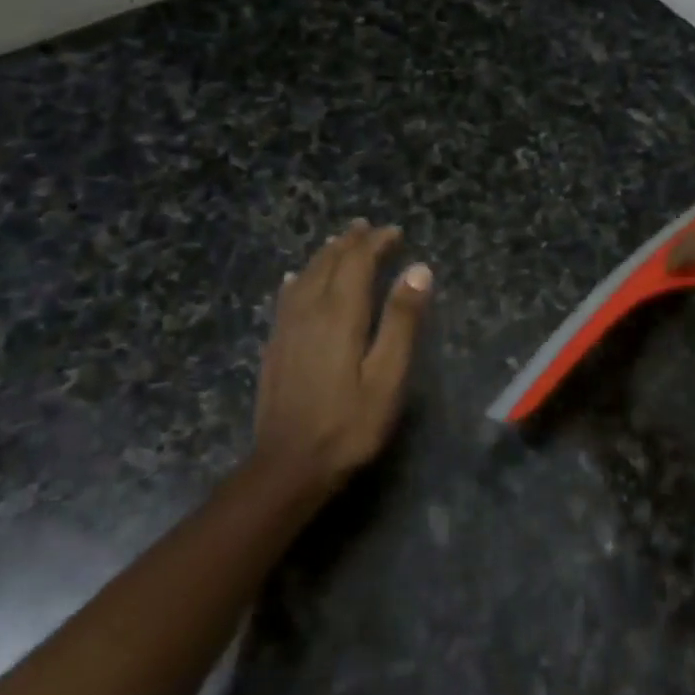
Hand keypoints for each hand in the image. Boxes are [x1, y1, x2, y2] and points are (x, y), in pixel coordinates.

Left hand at [251, 220, 432, 492]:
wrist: (290, 466)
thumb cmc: (350, 424)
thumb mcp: (388, 376)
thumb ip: (402, 321)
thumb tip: (418, 269)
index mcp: (341, 315)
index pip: (357, 263)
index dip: (375, 243)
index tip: (395, 231)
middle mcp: (310, 312)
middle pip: (329, 264)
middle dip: (350, 243)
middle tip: (367, 228)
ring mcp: (287, 329)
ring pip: (305, 277)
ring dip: (324, 256)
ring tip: (338, 242)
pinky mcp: (275, 347)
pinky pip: (286, 300)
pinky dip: (297, 281)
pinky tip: (295, 280)